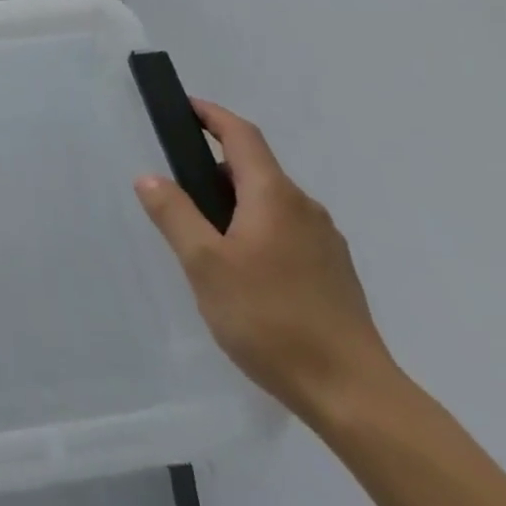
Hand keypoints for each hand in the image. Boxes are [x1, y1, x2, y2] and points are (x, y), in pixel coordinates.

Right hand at [136, 101, 395, 421]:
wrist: (356, 397)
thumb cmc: (271, 319)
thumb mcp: (205, 265)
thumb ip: (174, 214)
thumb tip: (149, 177)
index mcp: (273, 195)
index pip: (241, 134)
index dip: (211, 114)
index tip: (184, 107)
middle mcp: (304, 208)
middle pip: (254, 168)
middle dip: (214, 166)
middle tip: (178, 188)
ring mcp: (325, 242)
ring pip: (270, 203)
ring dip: (235, 202)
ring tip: (204, 237)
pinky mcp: (334, 274)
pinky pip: (286, 231)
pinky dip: (256, 229)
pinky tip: (242, 271)